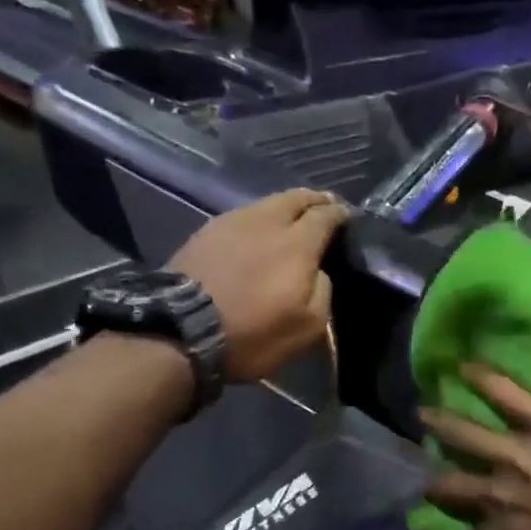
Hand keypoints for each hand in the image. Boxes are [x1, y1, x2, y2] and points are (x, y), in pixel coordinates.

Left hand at [170, 189, 349, 382]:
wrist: (181, 331)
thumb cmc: (252, 332)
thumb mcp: (307, 326)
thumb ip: (322, 291)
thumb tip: (318, 271)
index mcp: (298, 243)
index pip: (326, 215)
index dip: (341, 214)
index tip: (348, 217)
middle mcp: (267, 221)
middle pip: (297, 197)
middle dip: (315, 199)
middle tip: (325, 206)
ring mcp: (233, 222)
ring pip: (267, 203)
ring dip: (286, 206)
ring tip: (292, 218)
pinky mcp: (206, 232)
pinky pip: (243, 216)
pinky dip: (259, 219)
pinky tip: (258, 232)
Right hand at [422, 364, 530, 529]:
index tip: (459, 528)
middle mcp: (500, 498)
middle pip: (452, 486)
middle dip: (436, 481)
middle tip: (428, 474)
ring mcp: (522, 458)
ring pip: (469, 435)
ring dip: (442, 423)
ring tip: (424, 412)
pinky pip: (510, 398)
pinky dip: (486, 380)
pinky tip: (467, 367)